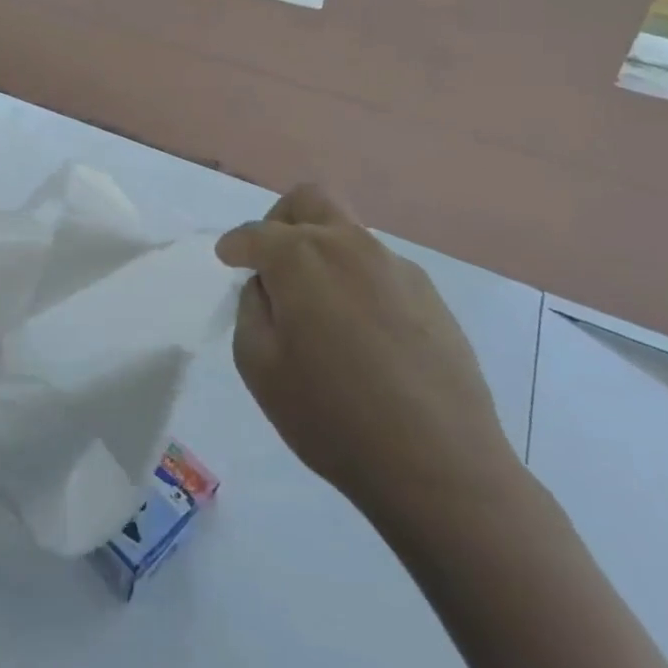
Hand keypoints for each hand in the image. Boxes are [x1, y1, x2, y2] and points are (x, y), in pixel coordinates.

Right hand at [215, 186, 519, 523]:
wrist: (440, 466)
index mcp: (302, 257)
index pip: (256, 233)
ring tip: (318, 310)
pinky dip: (356, 282)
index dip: (235, 245)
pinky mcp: (430, 296)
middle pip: (309, 200)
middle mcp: (350, 246)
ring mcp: (396, 268)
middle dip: (280, 221)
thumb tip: (267, 286)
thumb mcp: (259, 366)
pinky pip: (378, 269)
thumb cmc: (331, 417)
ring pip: (348, 233)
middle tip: (271, 262)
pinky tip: (360, 334)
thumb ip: (251, 309)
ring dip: (322, 253)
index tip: (227, 260)